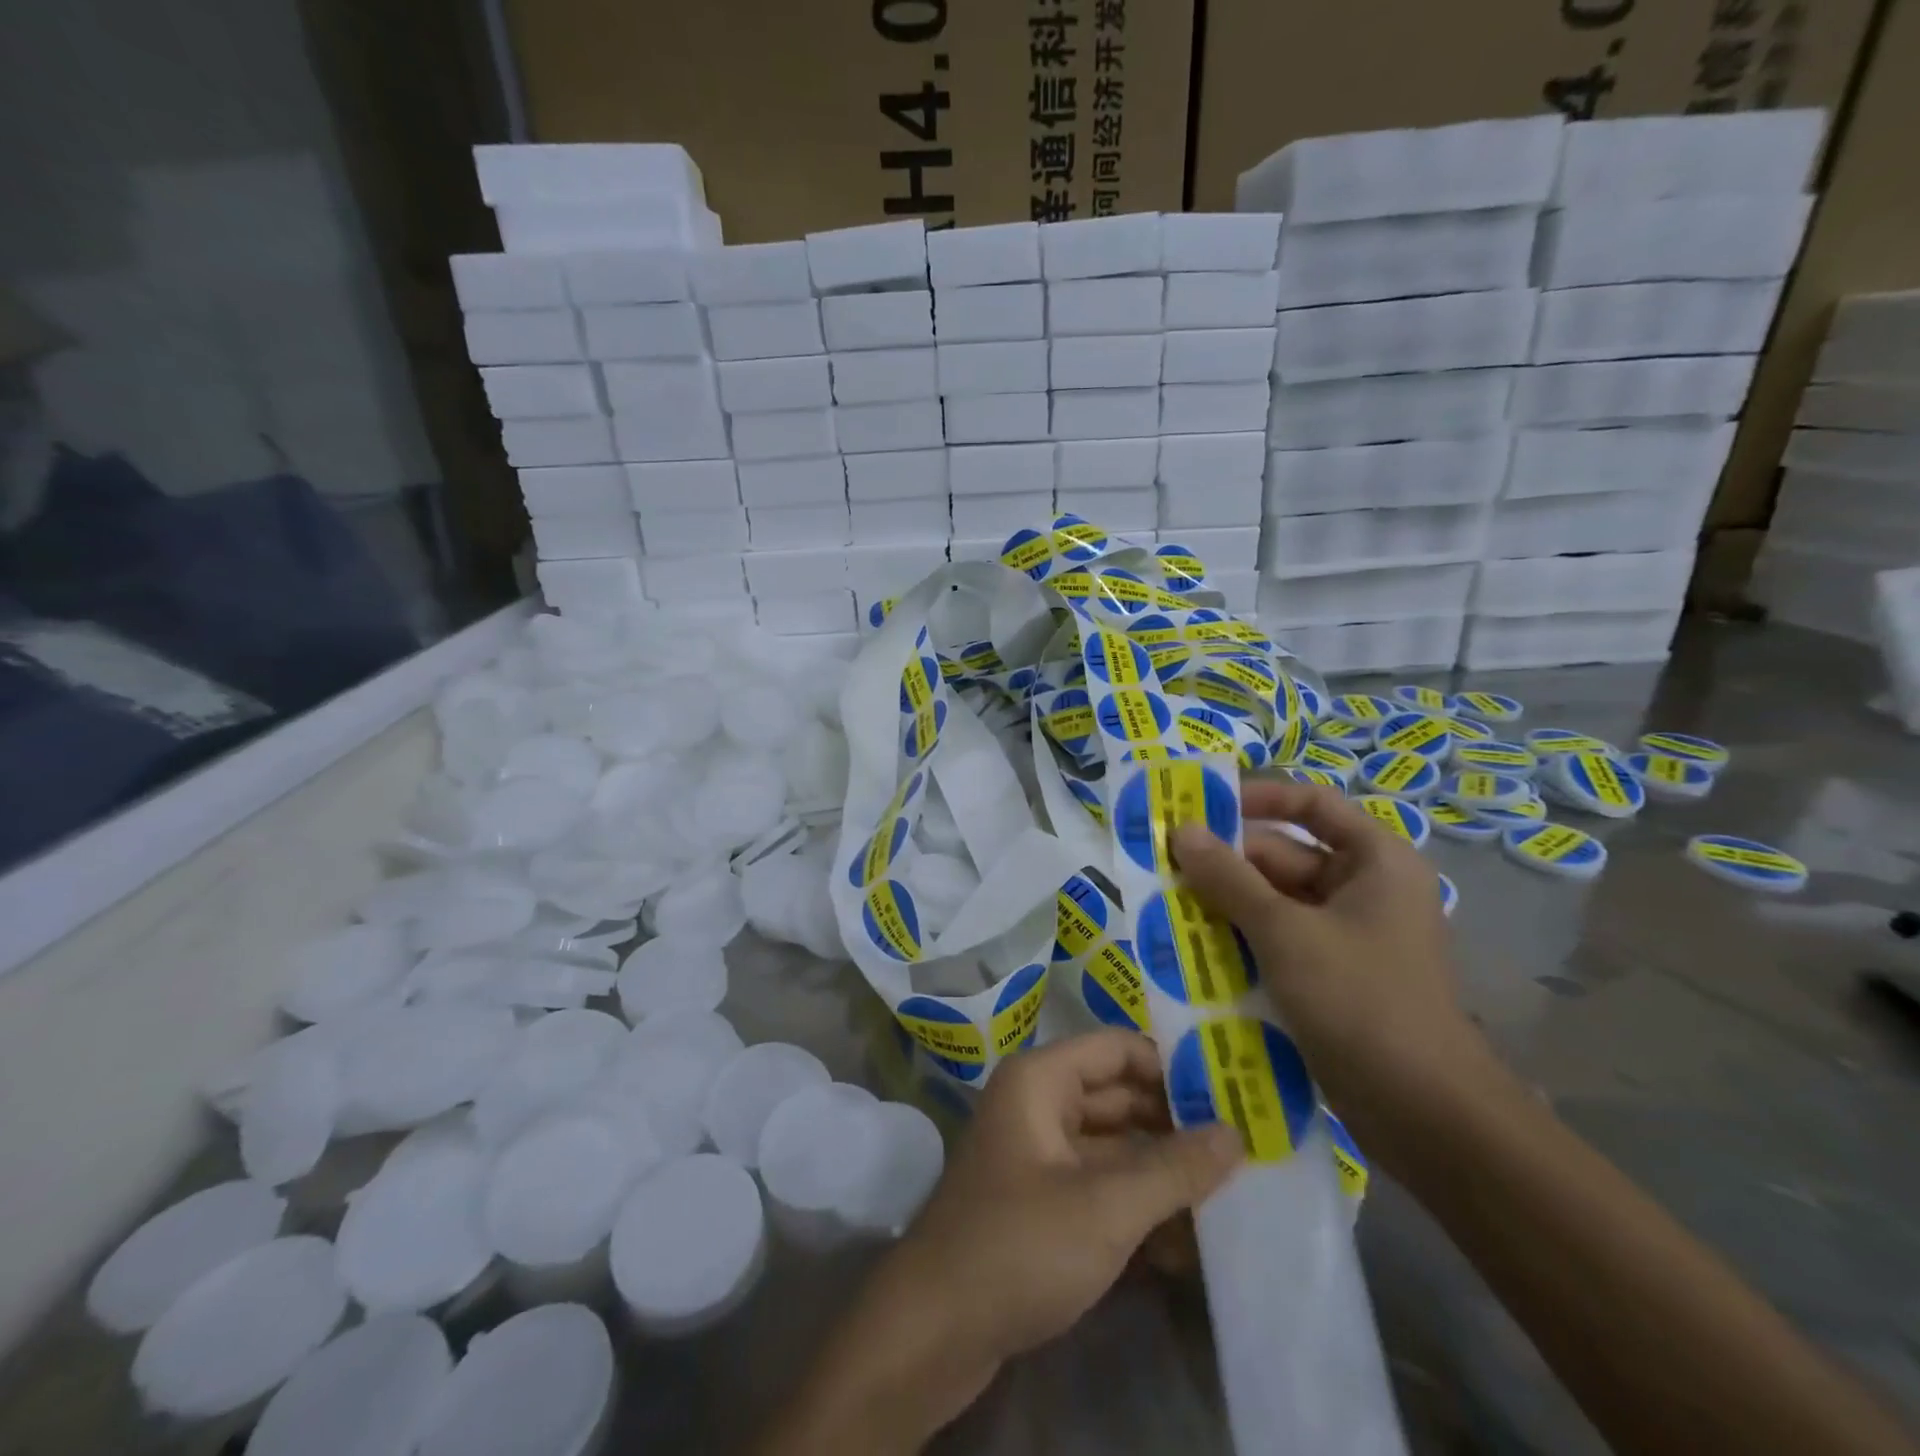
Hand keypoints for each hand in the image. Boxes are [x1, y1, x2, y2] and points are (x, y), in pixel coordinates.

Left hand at [760, 1032, 1239, 1453]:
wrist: (935, 1329)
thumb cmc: (1019, 1244)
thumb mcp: (1106, 1206)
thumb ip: (1174, 1168)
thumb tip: (1236, 1133)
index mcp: (1041, 1080)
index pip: (1117, 1048)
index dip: (1171, 1066)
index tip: (1232, 1092)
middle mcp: (1039, 1106)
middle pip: (1119, 1098)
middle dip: (1176, 1125)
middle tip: (1246, 1149)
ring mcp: (1039, 1156)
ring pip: (1114, 1148)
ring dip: (1163, 1174)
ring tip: (1231, 1199)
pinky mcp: (1041, 1204)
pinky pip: (1100, 1188)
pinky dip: (1138, 1208)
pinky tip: (1187, 1246)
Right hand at [1170, 779, 1496, 1168]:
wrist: (1424, 1114)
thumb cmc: (1360, 1000)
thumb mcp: (1285, 931)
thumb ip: (1228, 878)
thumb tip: (1182, 830)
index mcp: (1374, 861)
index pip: (1311, 803)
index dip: (1258, 798)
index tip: (1202, 809)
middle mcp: (1364, 890)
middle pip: (1284, 856)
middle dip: (1225, 865)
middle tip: (1163, 869)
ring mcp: (1348, 937)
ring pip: (1275, 903)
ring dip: (1226, 906)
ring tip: (1166, 907)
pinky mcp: (1333, 977)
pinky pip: (1278, 942)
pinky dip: (1241, 941)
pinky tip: (1194, 950)